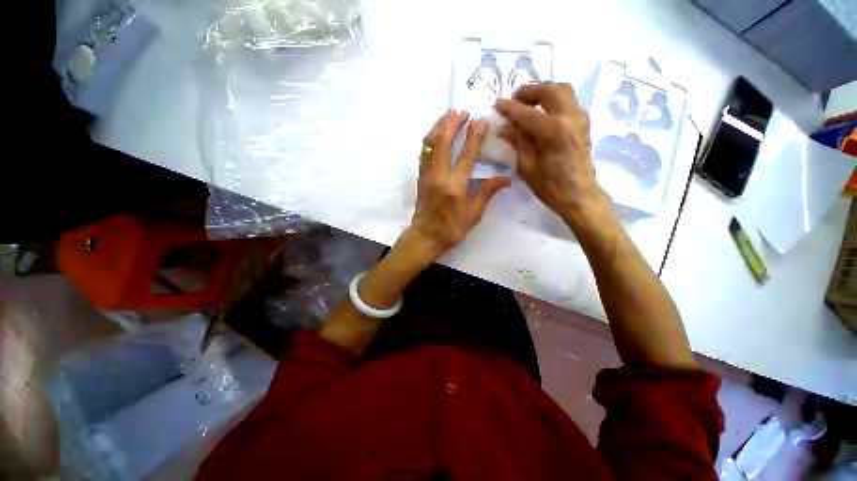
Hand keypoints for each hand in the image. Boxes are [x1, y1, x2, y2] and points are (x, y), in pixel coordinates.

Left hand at [407, 110, 510, 261]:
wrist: (425, 237)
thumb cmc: (451, 229)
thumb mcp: (473, 215)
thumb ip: (486, 193)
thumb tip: (505, 179)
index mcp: (454, 187)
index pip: (466, 156)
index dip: (474, 136)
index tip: (481, 120)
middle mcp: (438, 176)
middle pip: (442, 142)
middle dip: (452, 123)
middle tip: (462, 112)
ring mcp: (426, 175)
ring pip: (429, 144)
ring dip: (438, 127)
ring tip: (449, 116)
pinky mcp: (420, 177)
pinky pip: (424, 152)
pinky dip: (431, 139)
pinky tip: (437, 135)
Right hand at [495, 83, 611, 232]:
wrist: (579, 195)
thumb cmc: (550, 186)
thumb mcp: (526, 167)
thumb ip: (518, 142)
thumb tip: (505, 127)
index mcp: (553, 130)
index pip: (526, 112)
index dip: (509, 108)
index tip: (497, 104)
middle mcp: (570, 117)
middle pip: (550, 90)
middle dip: (529, 91)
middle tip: (514, 99)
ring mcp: (580, 118)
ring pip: (563, 90)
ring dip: (544, 92)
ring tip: (528, 103)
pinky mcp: (584, 124)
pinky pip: (569, 101)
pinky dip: (554, 100)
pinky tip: (543, 113)